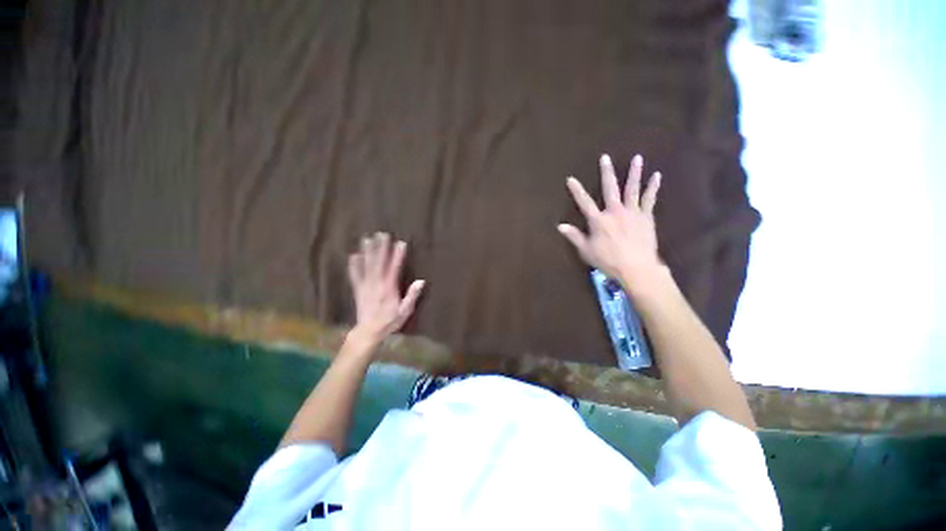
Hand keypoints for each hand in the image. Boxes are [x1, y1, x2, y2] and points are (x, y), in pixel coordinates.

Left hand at [347, 232, 424, 344]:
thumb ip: (412, 295)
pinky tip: (353, 255)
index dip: (398, 255)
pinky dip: (354, 265)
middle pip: (378, 263)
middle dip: (381, 248)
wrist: (369, 331)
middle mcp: (376, 284)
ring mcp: (365, 286)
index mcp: (389, 288)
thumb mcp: (405, 311)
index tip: (400, 243)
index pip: (394, 268)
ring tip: (367, 239)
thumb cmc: (389, 321)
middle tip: (382, 234)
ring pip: (366, 266)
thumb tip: (421, 281)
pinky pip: (354, 275)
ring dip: (367, 252)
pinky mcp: (358, 290)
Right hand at [558, 153, 663, 290]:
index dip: (576, 190)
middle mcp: (615, 212)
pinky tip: (657, 175)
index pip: (584, 202)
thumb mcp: (586, 251)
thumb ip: (574, 236)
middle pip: (609, 189)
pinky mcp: (646, 217)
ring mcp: (632, 212)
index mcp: (598, 221)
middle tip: (605, 157)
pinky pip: (650, 199)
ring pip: (632, 189)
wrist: (637, 268)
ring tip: (637, 158)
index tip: (571, 179)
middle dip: (606, 173)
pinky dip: (653, 187)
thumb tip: (560, 226)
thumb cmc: (608, 261)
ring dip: (634, 173)